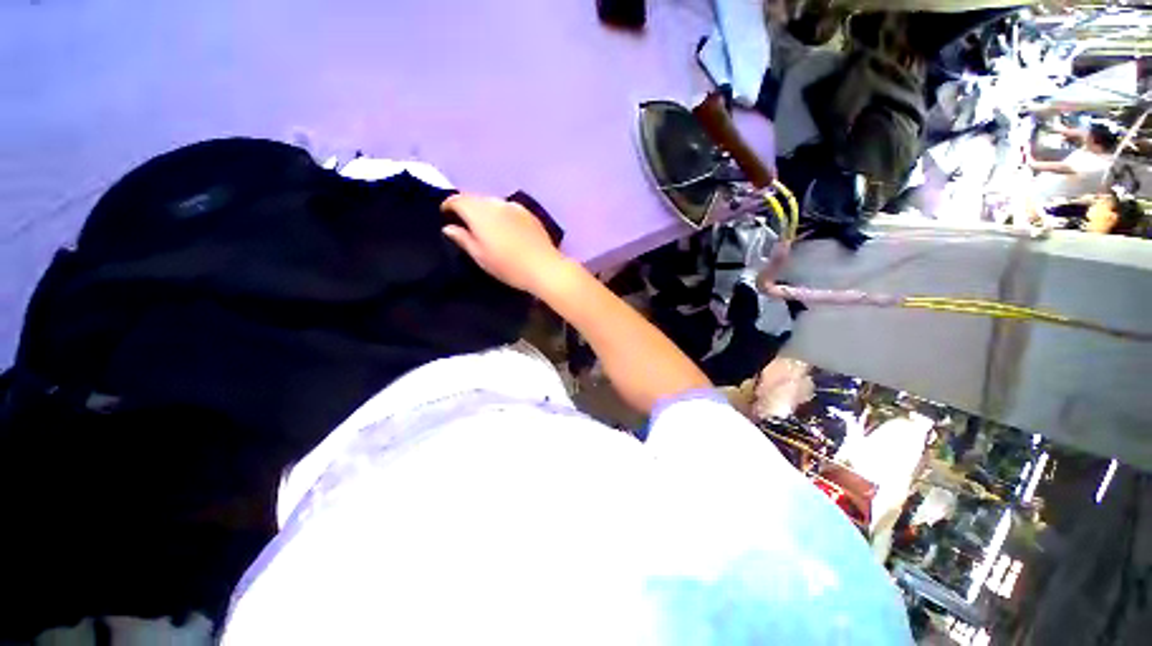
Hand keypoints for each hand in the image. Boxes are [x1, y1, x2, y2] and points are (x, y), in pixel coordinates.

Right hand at [441, 194, 565, 293]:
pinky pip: (508, 208)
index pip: (458, 199)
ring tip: (485, 227)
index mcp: (480, 212)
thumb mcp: (481, 257)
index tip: (446, 214)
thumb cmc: (509, 266)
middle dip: (467, 207)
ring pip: (492, 202)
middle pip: (475, 198)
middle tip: (465, 223)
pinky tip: (505, 229)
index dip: (449, 205)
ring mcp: (515, 206)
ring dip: (485, 210)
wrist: (544, 267)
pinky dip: (501, 214)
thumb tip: (449, 227)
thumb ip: (463, 239)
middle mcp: (496, 203)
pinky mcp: (529, 213)